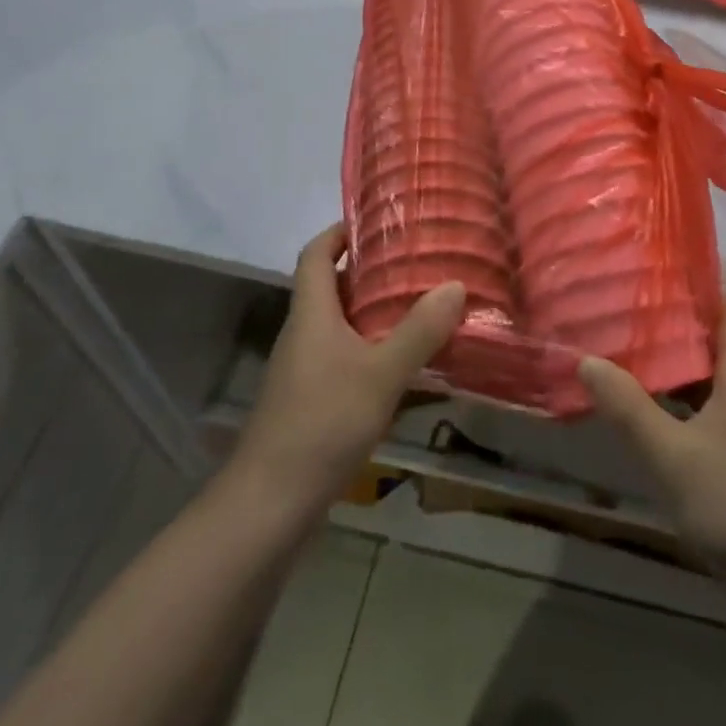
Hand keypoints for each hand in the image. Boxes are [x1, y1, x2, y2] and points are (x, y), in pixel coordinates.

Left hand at [234, 225, 464, 514]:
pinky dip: (370, 349)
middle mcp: (303, 333)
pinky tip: (402, 365)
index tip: (375, 221)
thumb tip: (455, 285)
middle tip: (416, 262)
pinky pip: (343, 357)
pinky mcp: (310, 401)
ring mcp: (303, 370)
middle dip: (369, 271)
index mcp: (311, 313)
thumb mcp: (381, 373)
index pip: (315, 254)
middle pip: (331, 287)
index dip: (339, 232)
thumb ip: (419, 330)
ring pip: (339, 325)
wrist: (270, 504)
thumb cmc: (322, 422)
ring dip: (373, 312)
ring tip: (419, 306)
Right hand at [579, 300, 725, 574]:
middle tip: (633, 299)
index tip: (663, 265)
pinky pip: (710, 402)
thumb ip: (629, 407)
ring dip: (679, 356)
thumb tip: (587, 359)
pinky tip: (650, 401)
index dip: (705, 283)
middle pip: (719, 337)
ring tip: (633, 340)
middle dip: (680, 316)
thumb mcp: (672, 454)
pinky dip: (682, 392)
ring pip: (713, 372)